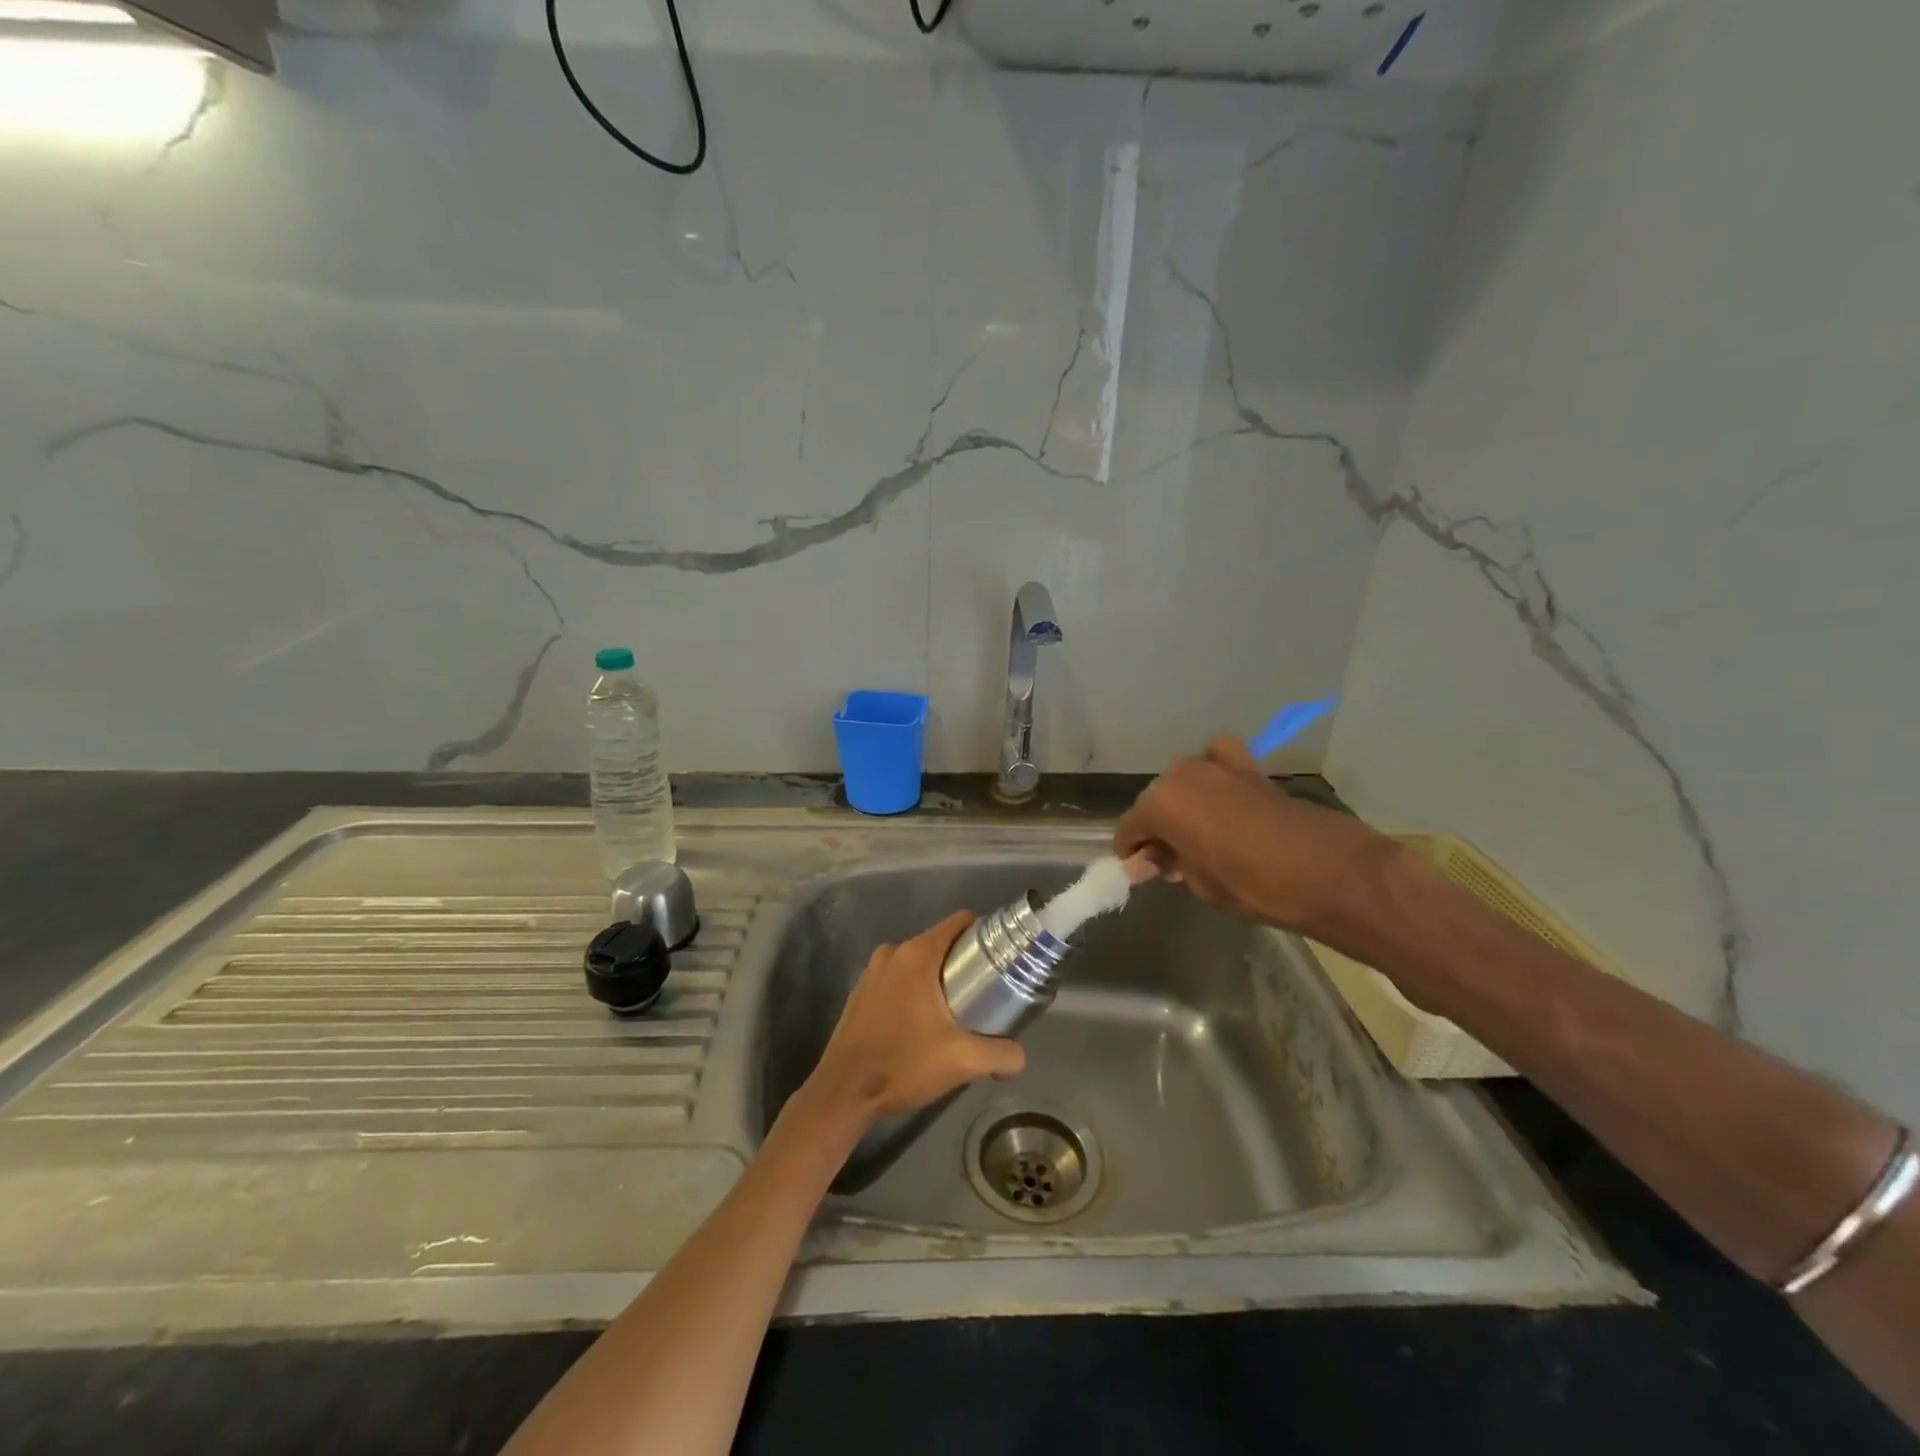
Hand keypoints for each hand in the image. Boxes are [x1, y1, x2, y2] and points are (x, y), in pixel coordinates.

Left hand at [799, 911, 1026, 1130]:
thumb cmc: (903, 1065)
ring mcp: (872, 971)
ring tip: (955, 1012)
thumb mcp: (961, 1062)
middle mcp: (892, 953)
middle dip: (962, 964)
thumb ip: (1001, 1055)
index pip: (959, 923)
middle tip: (983, 995)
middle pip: (940, 943)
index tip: (999, 959)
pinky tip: (921, 1024)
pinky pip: (897, 978)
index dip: (983, 935)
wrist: (843, 1093)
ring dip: (936, 980)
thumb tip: (1019, 1057)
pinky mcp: (860, 992)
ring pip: (917, 962)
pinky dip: (913, 991)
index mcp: (917, 955)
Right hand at [1113, 736, 1396, 939]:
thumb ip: (1169, 864)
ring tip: (1196, 835)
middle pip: (1155, 801)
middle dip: (1157, 828)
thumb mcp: (1199, 883)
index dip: (1131, 852)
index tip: (1139, 871)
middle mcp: (1180, 776)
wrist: (1324, 870)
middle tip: (1171, 861)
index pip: (1130, 828)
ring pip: (1183, 782)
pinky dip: (1214, 770)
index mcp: (1160, 805)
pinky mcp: (1248, 767)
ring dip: (1182, 804)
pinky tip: (1221, 792)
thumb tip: (1148, 861)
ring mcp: (1215, 766)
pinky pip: (1219, 759)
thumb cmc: (1251, 884)